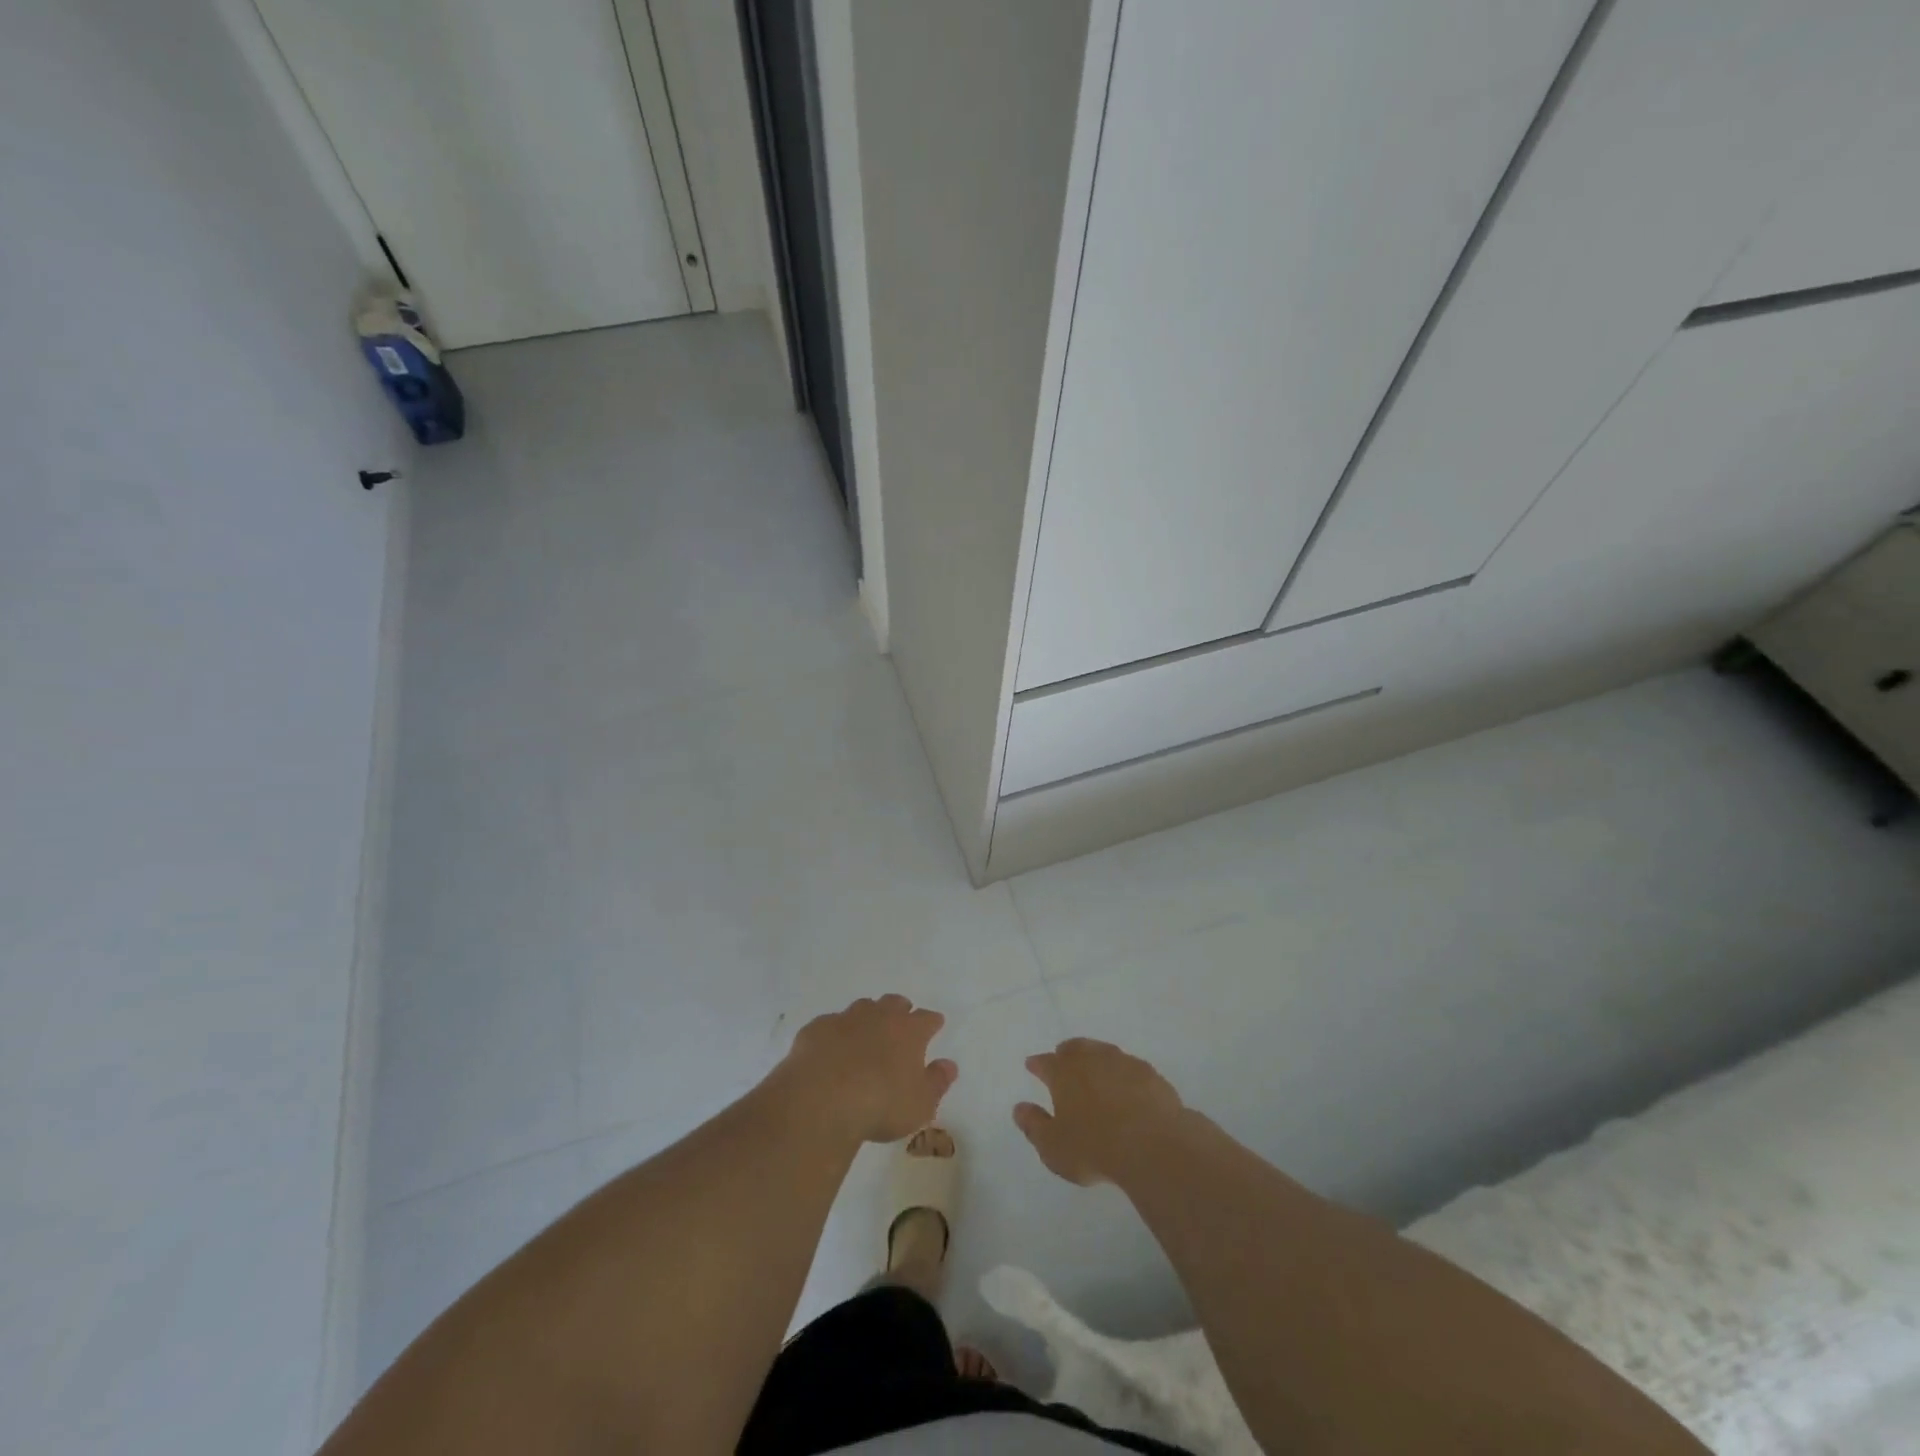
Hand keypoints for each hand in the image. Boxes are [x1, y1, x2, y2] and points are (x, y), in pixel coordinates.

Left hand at [777, 995, 957, 1144]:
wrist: (821, 1100)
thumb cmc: (880, 1105)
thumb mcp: (920, 1104)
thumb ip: (937, 1082)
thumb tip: (949, 1064)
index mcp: (909, 1031)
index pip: (927, 1019)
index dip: (932, 1022)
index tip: (935, 1025)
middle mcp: (879, 1016)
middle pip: (894, 1003)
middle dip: (900, 1010)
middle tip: (901, 1023)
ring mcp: (845, 1019)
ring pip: (862, 1007)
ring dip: (868, 1017)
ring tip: (866, 1034)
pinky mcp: (816, 1029)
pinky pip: (830, 1024)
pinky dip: (835, 1033)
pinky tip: (831, 1049)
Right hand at [1014, 1038, 1186, 1186]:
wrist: (1153, 1145)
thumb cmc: (1095, 1147)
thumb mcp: (1053, 1147)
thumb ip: (1034, 1126)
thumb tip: (1019, 1108)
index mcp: (1064, 1073)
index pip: (1045, 1063)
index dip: (1037, 1064)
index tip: (1032, 1065)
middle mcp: (1092, 1060)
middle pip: (1075, 1048)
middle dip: (1066, 1052)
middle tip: (1062, 1057)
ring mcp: (1123, 1063)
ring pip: (1104, 1052)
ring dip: (1096, 1057)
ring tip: (1094, 1067)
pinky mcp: (1150, 1075)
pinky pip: (1130, 1068)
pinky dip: (1123, 1073)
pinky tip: (1127, 1085)